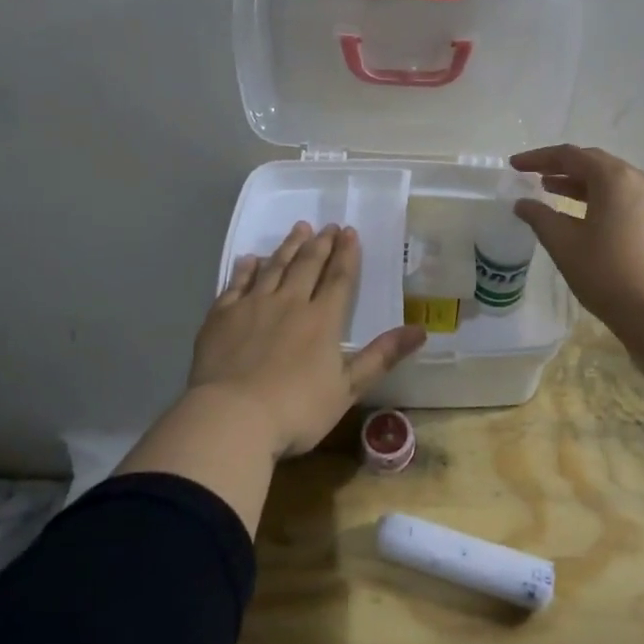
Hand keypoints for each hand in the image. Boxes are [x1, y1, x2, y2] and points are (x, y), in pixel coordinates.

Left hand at [189, 222, 426, 457]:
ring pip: (274, 267)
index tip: (349, 231)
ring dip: (288, 247)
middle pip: (307, 265)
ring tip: (299, 229)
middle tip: (327, 226)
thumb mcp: (347, 388)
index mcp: (322, 320)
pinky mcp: (222, 316)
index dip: (346, 254)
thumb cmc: (296, 409)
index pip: (339, 278)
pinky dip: (246, 268)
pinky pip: (236, 283)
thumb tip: (421, 330)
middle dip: (320, 244)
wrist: (231, 418)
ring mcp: (253, 306)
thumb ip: (381, 356)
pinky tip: (249, 259)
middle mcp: (289, 302)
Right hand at [509, 145, 643, 333]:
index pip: (570, 155)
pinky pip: (621, 196)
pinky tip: (578, 212)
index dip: (538, 158)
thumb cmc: (607, 273)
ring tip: (549, 189)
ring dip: (578, 182)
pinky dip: (596, 196)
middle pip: (592, 162)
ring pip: (608, 180)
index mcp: (614, 178)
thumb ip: (540, 217)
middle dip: (559, 166)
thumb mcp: (564, 244)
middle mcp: (637, 179)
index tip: (514, 165)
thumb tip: (522, 203)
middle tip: (531, 174)